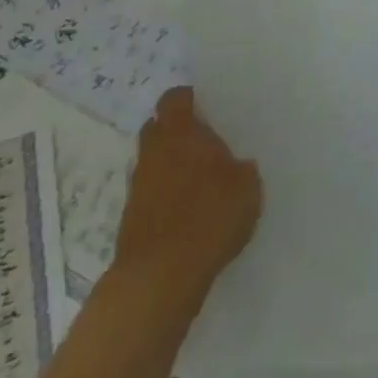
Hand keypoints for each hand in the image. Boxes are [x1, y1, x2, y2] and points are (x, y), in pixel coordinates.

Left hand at [111, 87, 261, 301]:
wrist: (159, 279)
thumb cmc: (208, 216)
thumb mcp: (246, 186)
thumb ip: (240, 169)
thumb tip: (235, 167)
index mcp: (179, 132)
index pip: (175, 99)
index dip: (189, 100)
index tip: (208, 108)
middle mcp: (153, 152)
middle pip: (158, 129)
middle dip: (177, 133)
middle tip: (205, 144)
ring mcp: (137, 188)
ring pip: (154, 164)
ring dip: (171, 168)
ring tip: (201, 185)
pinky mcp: (130, 222)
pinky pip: (151, 196)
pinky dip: (166, 199)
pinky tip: (190, 216)